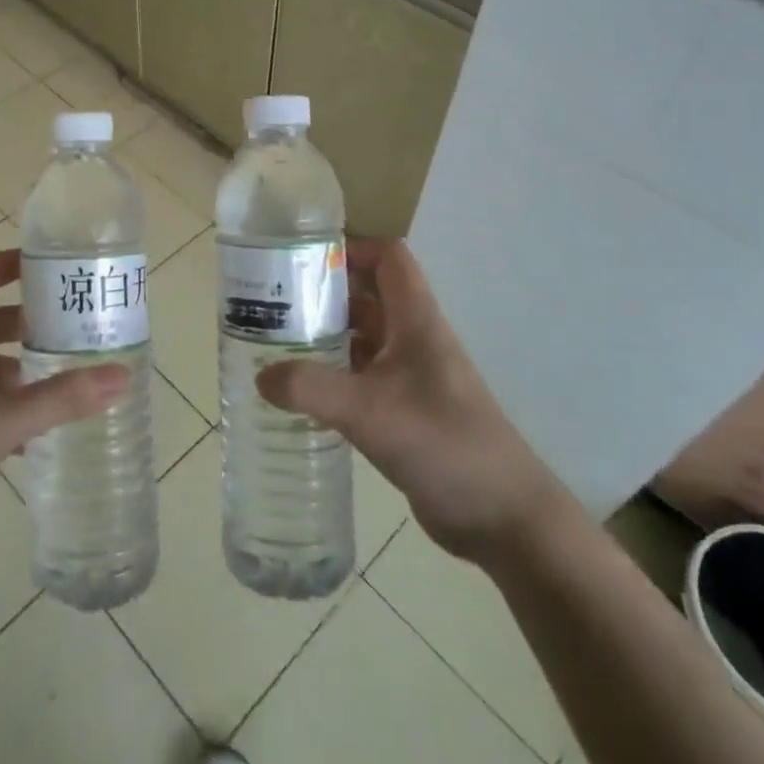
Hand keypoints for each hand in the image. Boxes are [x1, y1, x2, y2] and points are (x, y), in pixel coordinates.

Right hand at [257, 238, 568, 563]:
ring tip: (276, 340)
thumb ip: (311, 389)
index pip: (387, 258)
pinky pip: (362, 376)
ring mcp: (411, 376)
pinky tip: (301, 390)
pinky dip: (333, 374)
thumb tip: (261, 376)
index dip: (351, 246)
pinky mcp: (405, 411)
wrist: (502, 517)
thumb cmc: (443, 444)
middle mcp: (413, 339)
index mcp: (415, 321)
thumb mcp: (370, 411)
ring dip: (326, 333)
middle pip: (368, 295)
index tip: (303, 256)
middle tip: (274, 299)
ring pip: (363, 336)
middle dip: (324, 291)